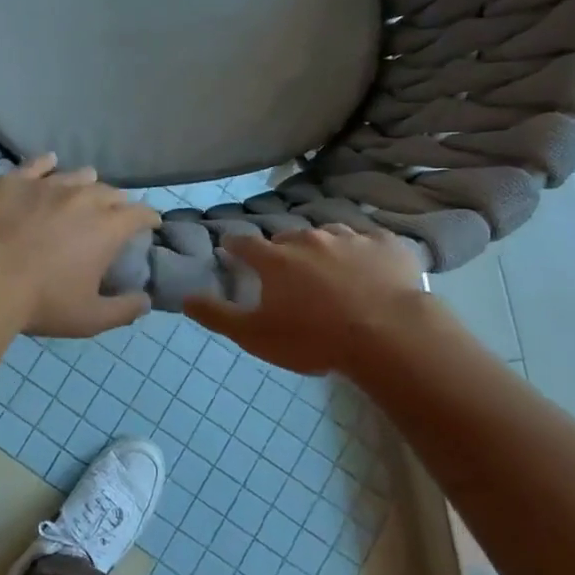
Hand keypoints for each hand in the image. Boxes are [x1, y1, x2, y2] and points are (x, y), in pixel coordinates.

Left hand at [0, 156, 161, 337]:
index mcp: (108, 228)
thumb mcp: (90, 318)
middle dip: (117, 202)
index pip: (141, 213)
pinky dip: (47, 164)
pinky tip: (49, 163)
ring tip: (83, 190)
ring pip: (78, 175)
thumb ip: (124, 310)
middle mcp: (84, 197)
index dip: (149, 217)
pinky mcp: (16, 180)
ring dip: (86, 183)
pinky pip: (38, 164)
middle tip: (113, 214)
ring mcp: (49, 184)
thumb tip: (146, 301)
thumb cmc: (42, 302)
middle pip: (111, 192)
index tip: (150, 224)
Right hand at [186, 224, 434, 375]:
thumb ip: (218, 316)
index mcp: (275, 259)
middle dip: (283, 251)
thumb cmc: (315, 338)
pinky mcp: (387, 244)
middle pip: (287, 238)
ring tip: (331, 271)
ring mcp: (350, 238)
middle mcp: (308, 238)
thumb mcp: (256, 336)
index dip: (235, 246)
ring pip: (329, 236)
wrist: (389, 336)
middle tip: (288, 272)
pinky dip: (366, 253)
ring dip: (324, 249)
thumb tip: (185, 298)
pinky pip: (371, 242)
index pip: (244, 243)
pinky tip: (372, 270)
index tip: (231, 249)